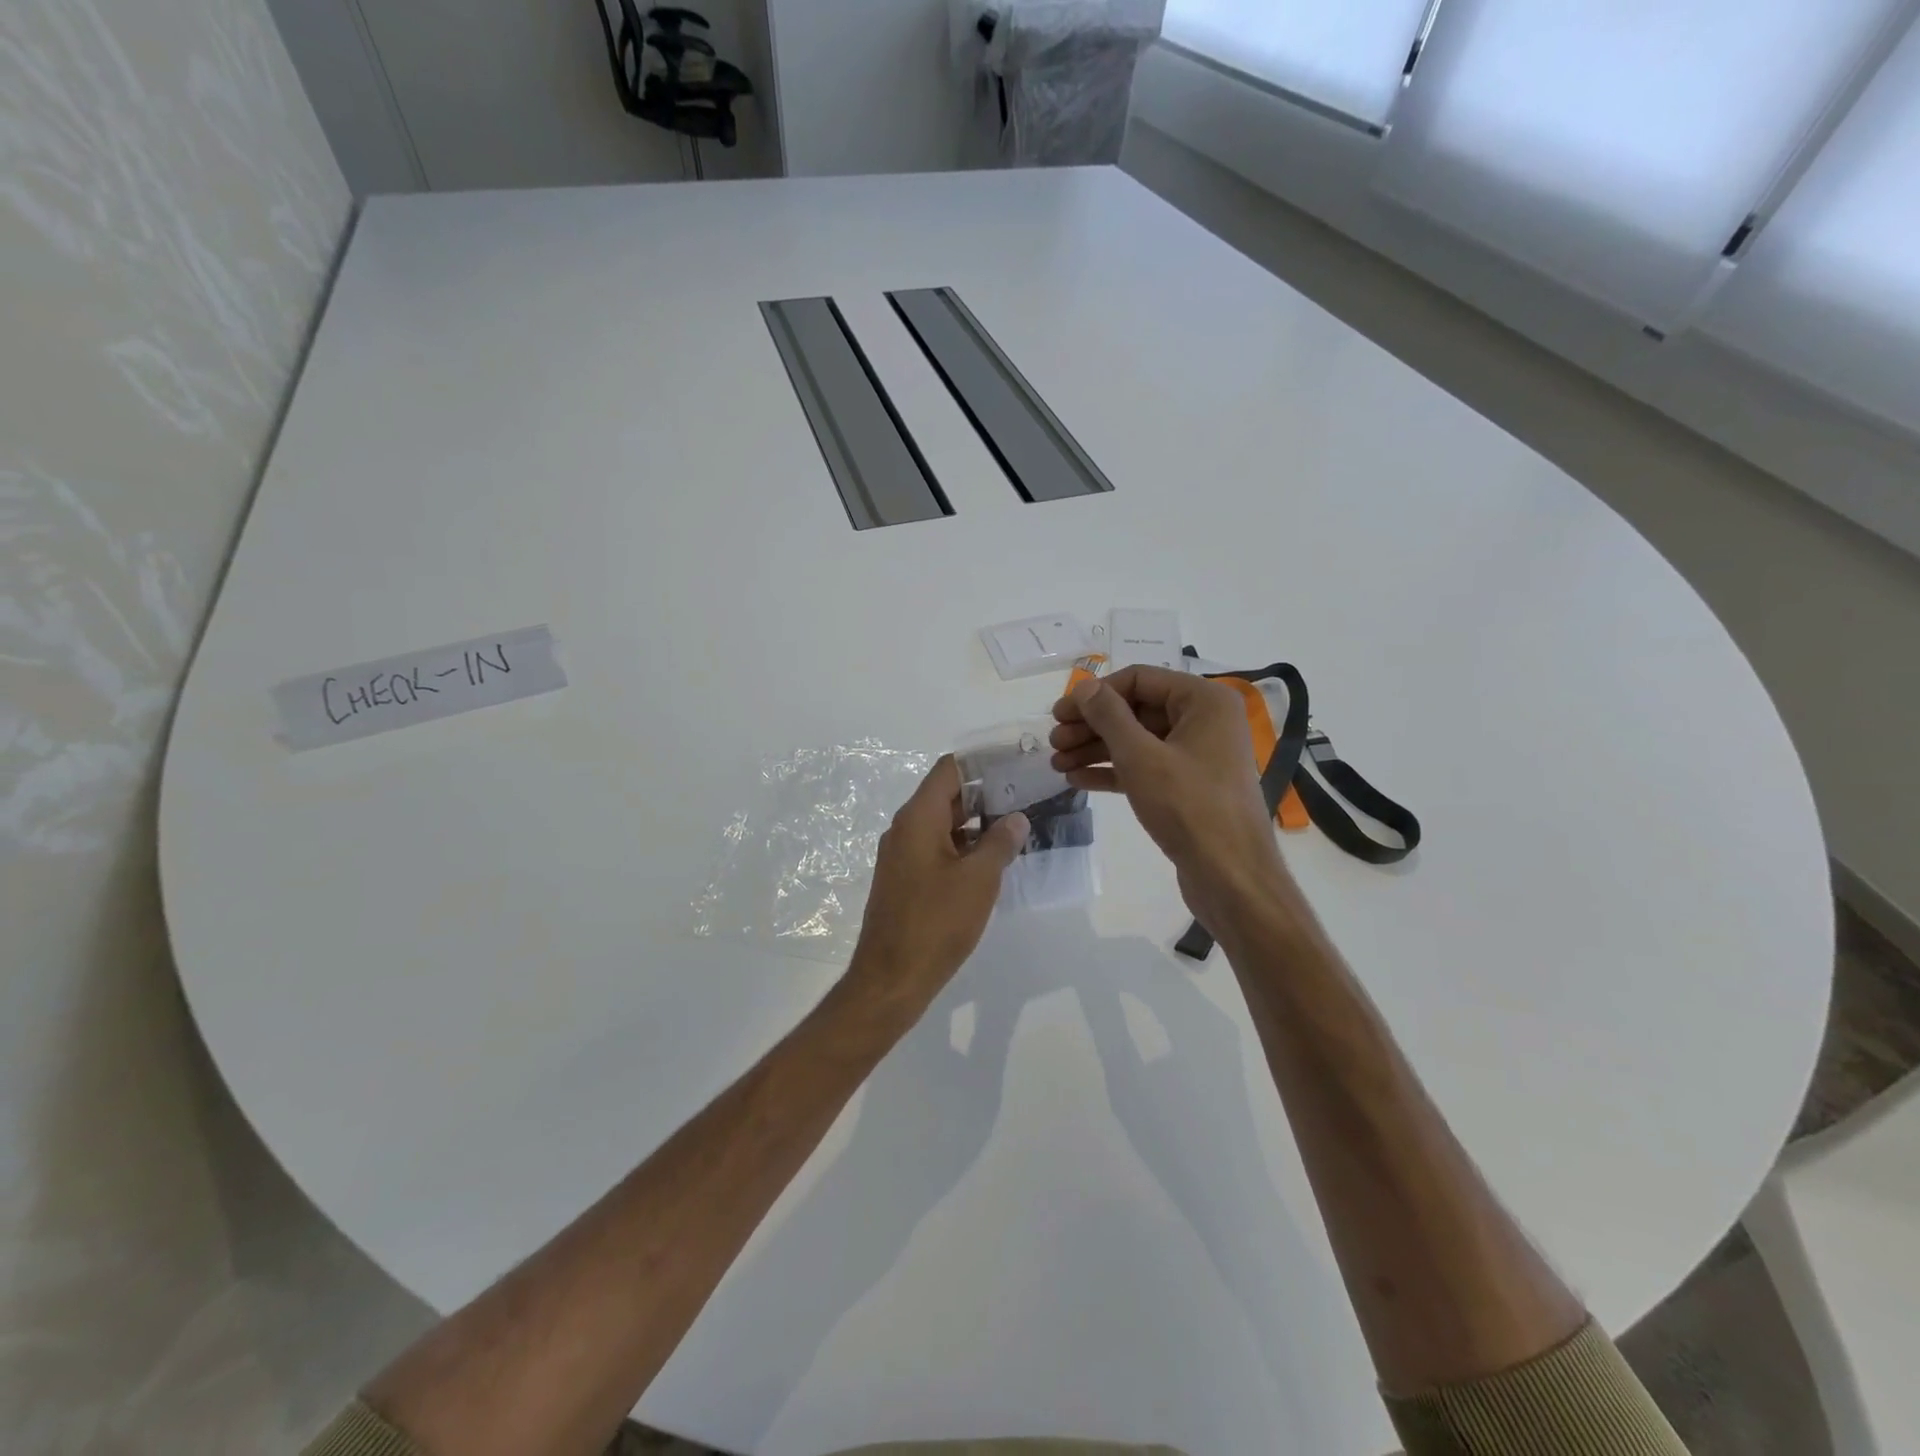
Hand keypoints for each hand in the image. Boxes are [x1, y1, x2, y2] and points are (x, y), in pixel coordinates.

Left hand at [846, 756, 1027, 1012]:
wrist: (891, 979)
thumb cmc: (936, 923)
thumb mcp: (979, 880)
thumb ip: (1000, 843)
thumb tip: (1016, 819)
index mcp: (918, 818)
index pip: (949, 770)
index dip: (982, 762)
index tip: (1015, 763)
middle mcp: (905, 829)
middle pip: (946, 795)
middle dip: (985, 793)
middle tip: (1026, 795)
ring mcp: (902, 856)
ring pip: (942, 824)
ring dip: (976, 823)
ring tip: (1017, 826)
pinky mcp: (905, 880)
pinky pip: (936, 849)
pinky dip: (963, 847)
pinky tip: (992, 860)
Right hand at [1050, 667, 1295, 933]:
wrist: (1231, 877)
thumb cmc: (1188, 806)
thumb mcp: (1141, 756)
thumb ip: (1109, 716)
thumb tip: (1084, 686)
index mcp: (1204, 700)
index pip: (1139, 679)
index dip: (1096, 694)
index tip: (1060, 713)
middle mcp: (1205, 721)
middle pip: (1136, 710)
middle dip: (1092, 725)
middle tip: (1053, 741)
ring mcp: (1198, 756)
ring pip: (1137, 741)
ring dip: (1095, 749)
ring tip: (1057, 763)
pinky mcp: (1188, 787)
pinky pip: (1145, 768)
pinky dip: (1113, 772)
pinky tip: (1078, 780)